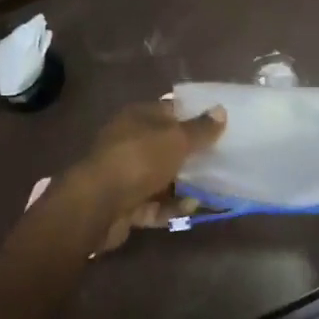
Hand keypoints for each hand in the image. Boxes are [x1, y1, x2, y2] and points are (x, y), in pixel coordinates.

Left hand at [65, 99, 226, 251]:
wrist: (97, 206)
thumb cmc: (139, 160)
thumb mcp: (176, 139)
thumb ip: (200, 128)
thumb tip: (220, 110)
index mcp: (138, 117)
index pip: (170, 110)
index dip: (194, 115)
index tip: (221, 125)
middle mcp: (129, 142)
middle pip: (166, 145)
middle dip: (192, 154)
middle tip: (221, 159)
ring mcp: (125, 174)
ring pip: (162, 177)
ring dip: (185, 184)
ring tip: (213, 188)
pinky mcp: (125, 204)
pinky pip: (154, 204)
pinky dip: (172, 207)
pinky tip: (192, 208)